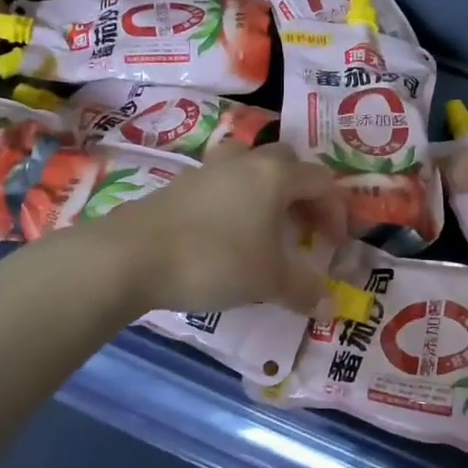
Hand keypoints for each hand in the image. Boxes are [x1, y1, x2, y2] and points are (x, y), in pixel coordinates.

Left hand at [106, 143, 348, 314]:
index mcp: (274, 175)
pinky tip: (228, 237)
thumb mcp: (268, 280)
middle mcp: (244, 162)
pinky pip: (221, 186)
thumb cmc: (215, 260)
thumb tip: (331, 305)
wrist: (131, 257)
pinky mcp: (178, 186)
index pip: (321, 182)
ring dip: (266, 194)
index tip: (334, 245)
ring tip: (266, 229)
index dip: (336, 212)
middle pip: (286, 163)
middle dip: (302, 194)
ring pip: (249, 169)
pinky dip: (236, 204)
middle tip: (302, 228)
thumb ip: (304, 289)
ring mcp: (207, 171)